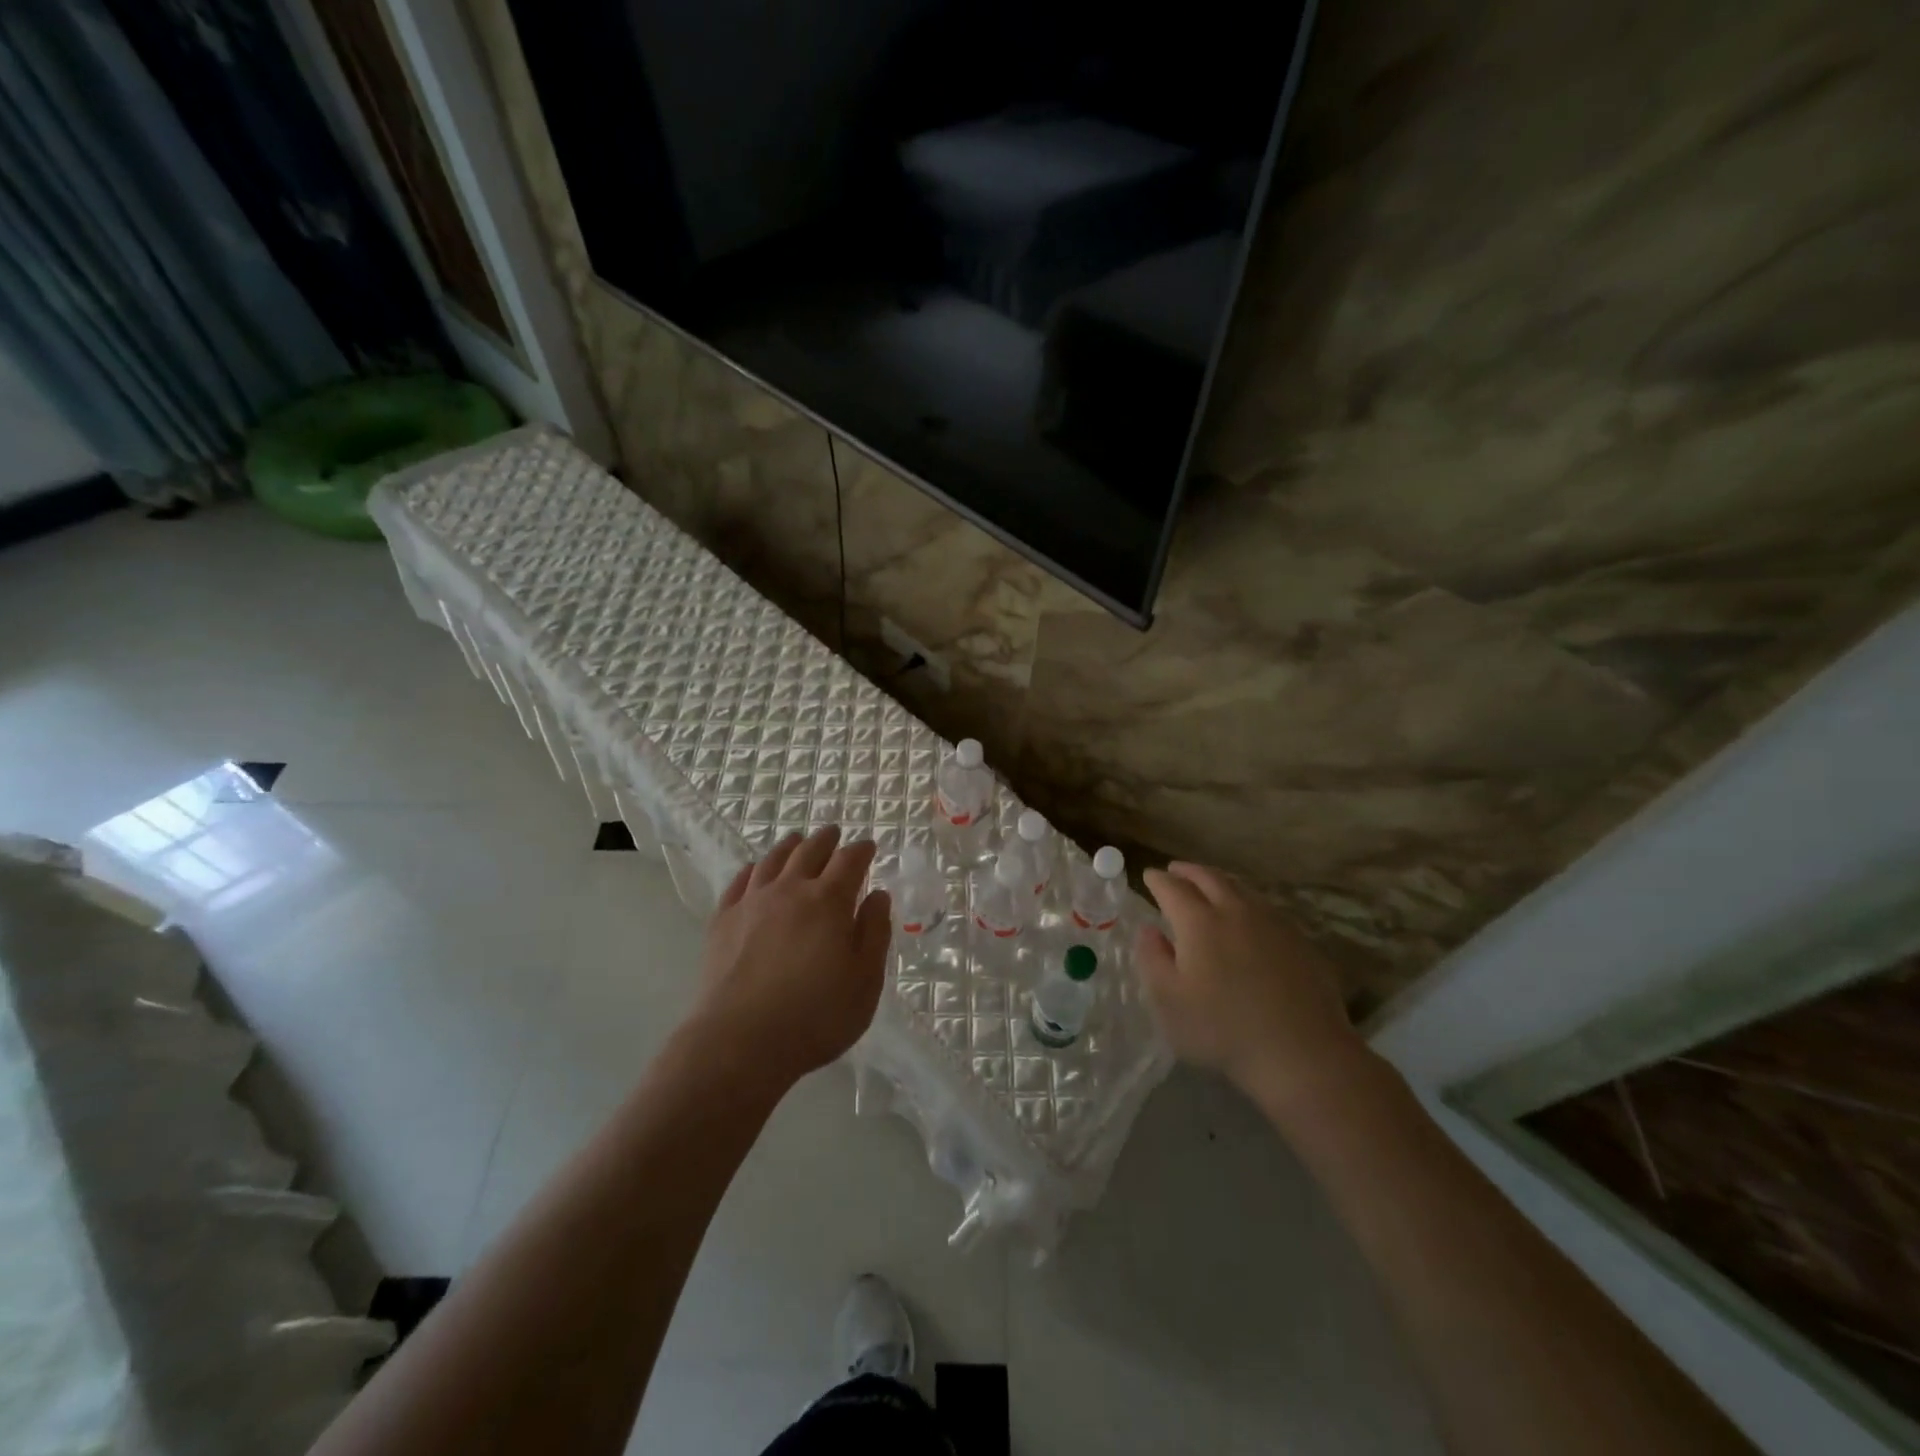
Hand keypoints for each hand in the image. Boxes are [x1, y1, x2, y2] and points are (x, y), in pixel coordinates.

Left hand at [690, 827, 892, 1091]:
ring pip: (773, 860)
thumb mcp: (865, 981)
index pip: (850, 861)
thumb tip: (878, 894)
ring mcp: (752, 902)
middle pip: (810, 851)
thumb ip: (875, 933)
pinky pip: (739, 881)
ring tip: (797, 841)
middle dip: (826, 839)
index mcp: (829, 901)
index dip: (862, 850)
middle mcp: (790, 890)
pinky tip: (755, 870)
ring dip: (790, 846)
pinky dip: (753, 868)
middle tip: (834, 834)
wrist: (739, 1041)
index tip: (869, 846)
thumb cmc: (815, 1016)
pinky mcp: (723, 921)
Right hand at [1137, 862, 1370, 1117]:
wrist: (1301, 1053)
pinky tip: (1247, 916)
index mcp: (1199, 921)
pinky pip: (1265, 907)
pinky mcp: (1300, 940)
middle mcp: (1235, 910)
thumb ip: (1153, 959)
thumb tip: (1149, 930)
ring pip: (1240, 888)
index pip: (1172, 888)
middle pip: (1209, 878)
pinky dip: (1246, 901)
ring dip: (1218, 880)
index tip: (1149, 876)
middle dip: (1188, 871)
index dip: (1158, 880)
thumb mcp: (1169, 1001)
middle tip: (1175, 870)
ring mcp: (1272, 923)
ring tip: (1208, 884)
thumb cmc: (1223, 1030)